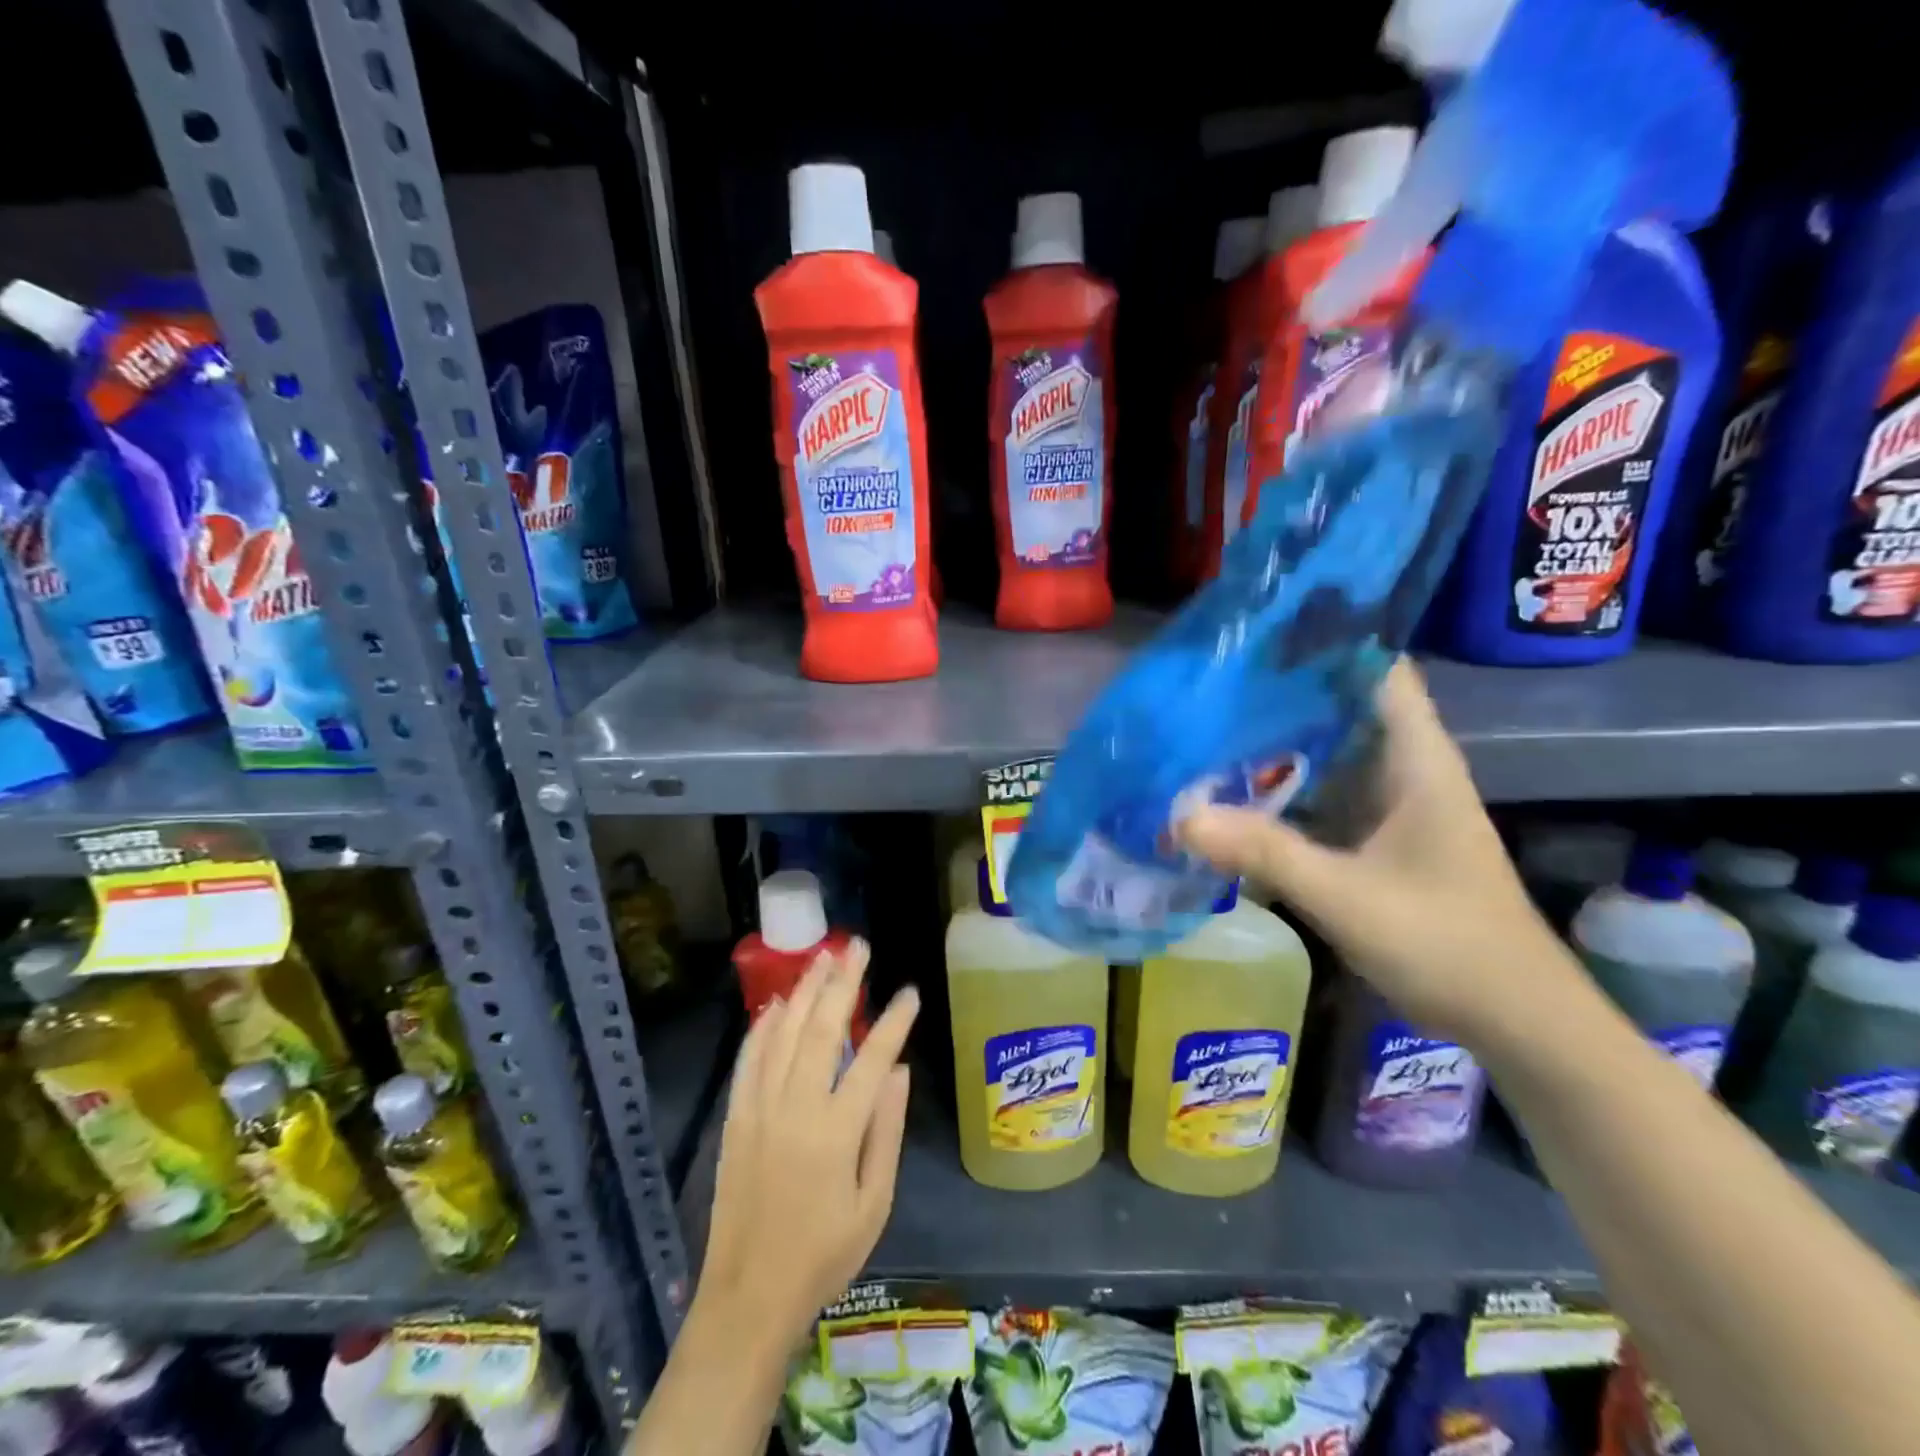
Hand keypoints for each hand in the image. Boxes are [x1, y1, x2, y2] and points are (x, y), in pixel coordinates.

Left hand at [696, 939, 919, 1333]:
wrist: (748, 1296)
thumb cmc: (823, 1254)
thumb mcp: (874, 1203)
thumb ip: (887, 1131)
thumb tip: (899, 1070)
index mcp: (837, 1131)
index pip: (872, 1058)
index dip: (894, 1021)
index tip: (909, 992)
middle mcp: (796, 1107)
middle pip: (822, 1028)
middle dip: (843, 982)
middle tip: (858, 946)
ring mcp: (760, 1108)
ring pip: (784, 1033)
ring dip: (805, 990)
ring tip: (823, 957)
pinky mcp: (736, 1116)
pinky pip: (750, 1059)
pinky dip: (765, 1026)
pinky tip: (779, 1003)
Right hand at [1178, 659, 1569, 1042]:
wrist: (1514, 1021)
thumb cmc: (1449, 945)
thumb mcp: (1349, 897)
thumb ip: (1265, 853)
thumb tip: (1180, 816)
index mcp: (1416, 761)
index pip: (1377, 670)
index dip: (1325, 641)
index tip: (1258, 630)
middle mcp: (1402, 770)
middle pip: (1339, 707)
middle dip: (1277, 692)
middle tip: (1205, 682)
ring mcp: (1388, 805)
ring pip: (1325, 753)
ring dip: (1273, 743)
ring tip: (1203, 726)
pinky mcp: (1373, 839)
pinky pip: (1318, 796)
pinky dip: (1279, 790)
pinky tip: (1229, 792)